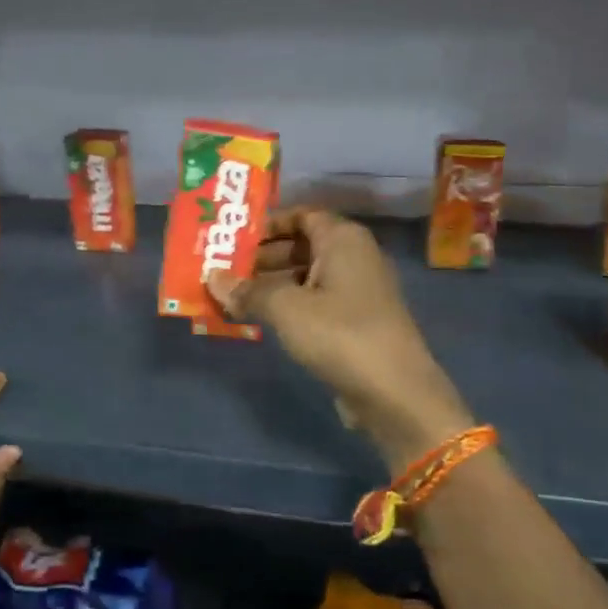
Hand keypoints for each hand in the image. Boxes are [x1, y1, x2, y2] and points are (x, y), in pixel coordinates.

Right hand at [208, 209, 472, 468]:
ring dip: (271, 285)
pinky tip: (259, 321)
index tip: (234, 238)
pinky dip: (288, 307)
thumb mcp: (286, 309)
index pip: (302, 215)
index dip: (268, 224)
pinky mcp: (355, 323)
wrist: (395, 393)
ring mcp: (357, 292)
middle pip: (302, 246)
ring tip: (232, 298)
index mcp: (343, 239)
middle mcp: (354, 257)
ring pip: (306, 277)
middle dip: (262, 258)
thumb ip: (248, 291)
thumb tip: (212, 278)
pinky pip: (315, 303)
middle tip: (224, 271)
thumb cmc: (340, 334)